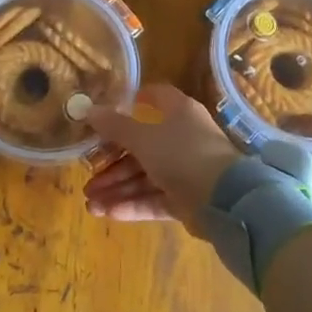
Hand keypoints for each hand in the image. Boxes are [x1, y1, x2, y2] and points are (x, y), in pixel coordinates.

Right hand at [85, 84, 242, 232]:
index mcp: (177, 112)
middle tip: (87, 176)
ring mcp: (184, 169)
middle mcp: (181, 137)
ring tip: (90, 203)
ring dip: (117, 188)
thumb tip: (89, 110)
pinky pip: (153, 198)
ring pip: (144, 176)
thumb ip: (114, 125)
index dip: (128, 104)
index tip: (103, 117)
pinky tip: (106, 213)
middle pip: (141, 146)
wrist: (224, 199)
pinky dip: (131, 204)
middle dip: (112, 163)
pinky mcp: (185, 198)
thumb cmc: (181, 153)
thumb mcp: (142, 136)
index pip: (152, 99)